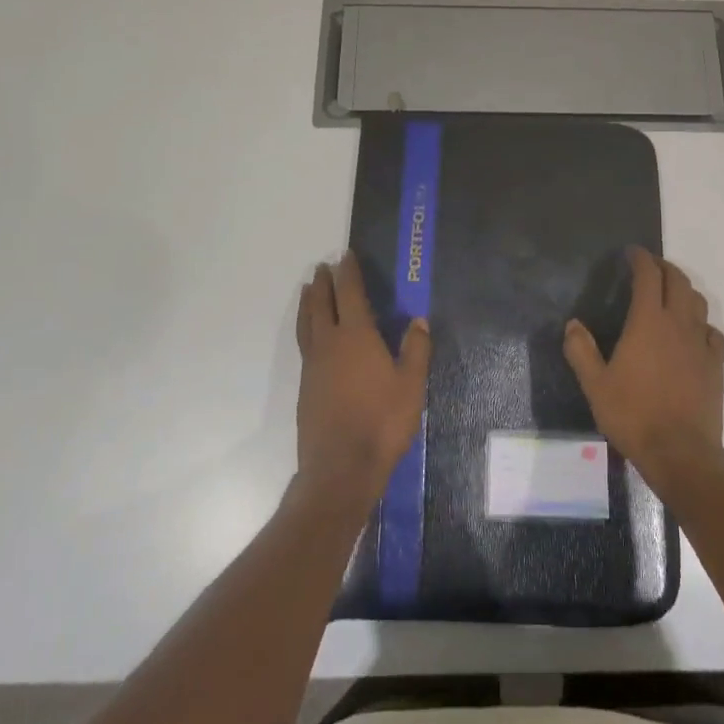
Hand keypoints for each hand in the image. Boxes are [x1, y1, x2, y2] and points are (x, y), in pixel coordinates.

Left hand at [294, 252, 431, 507]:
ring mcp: (313, 366)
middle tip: (322, 268)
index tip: (345, 255)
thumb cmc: (382, 422)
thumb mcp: (411, 385)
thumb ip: (415, 350)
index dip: (348, 273)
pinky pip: (305, 344)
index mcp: (356, 336)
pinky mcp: (305, 387)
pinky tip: (313, 335)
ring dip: (308, 303)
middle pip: (321, 304)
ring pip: (307, 324)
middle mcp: (329, 343)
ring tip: (307, 290)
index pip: (350, 294)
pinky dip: (306, 328)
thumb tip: (418, 320)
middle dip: (322, 284)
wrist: (340, 468)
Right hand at [564, 248, 723, 494]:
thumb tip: (573, 325)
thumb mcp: (595, 385)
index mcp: (648, 322)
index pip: (648, 276)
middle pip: (678, 281)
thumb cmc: (633, 415)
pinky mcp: (715, 365)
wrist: (680, 453)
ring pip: (698, 302)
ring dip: (684, 289)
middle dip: (664, 267)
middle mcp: (678, 324)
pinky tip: (693, 332)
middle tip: (650, 266)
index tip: (632, 252)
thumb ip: (581, 351)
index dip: (641, 259)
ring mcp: (700, 344)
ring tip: (671, 293)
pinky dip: (701, 323)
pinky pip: (712, 332)